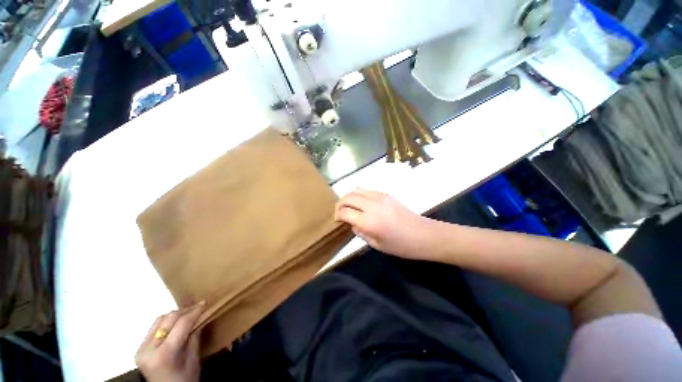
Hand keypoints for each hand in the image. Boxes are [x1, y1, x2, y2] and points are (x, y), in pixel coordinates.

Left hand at [136, 302, 205, 381]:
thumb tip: (201, 317)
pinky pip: (154, 328)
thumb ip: (195, 338)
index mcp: (163, 355)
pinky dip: (167, 322)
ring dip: (175, 315)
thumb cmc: (184, 380)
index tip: (205, 303)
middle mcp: (148, 349)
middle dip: (185, 311)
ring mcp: (141, 349)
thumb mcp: (193, 361)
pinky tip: (177, 323)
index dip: (194, 312)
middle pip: (167, 320)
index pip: (181, 325)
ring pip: (159, 320)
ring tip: (189, 314)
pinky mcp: (140, 348)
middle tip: (198, 307)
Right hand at [335, 188, 433, 259]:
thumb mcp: (376, 244)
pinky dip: (359, 194)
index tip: (337, 219)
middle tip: (339, 211)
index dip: (337, 215)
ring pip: (356, 190)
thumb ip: (360, 232)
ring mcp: (379, 197)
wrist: (423, 234)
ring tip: (348, 205)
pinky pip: (367, 190)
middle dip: (339, 203)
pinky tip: (362, 203)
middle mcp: (372, 206)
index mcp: (369, 222)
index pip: (345, 212)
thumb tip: (352, 223)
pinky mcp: (386, 194)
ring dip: (349, 197)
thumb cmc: (400, 245)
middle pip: (348, 197)